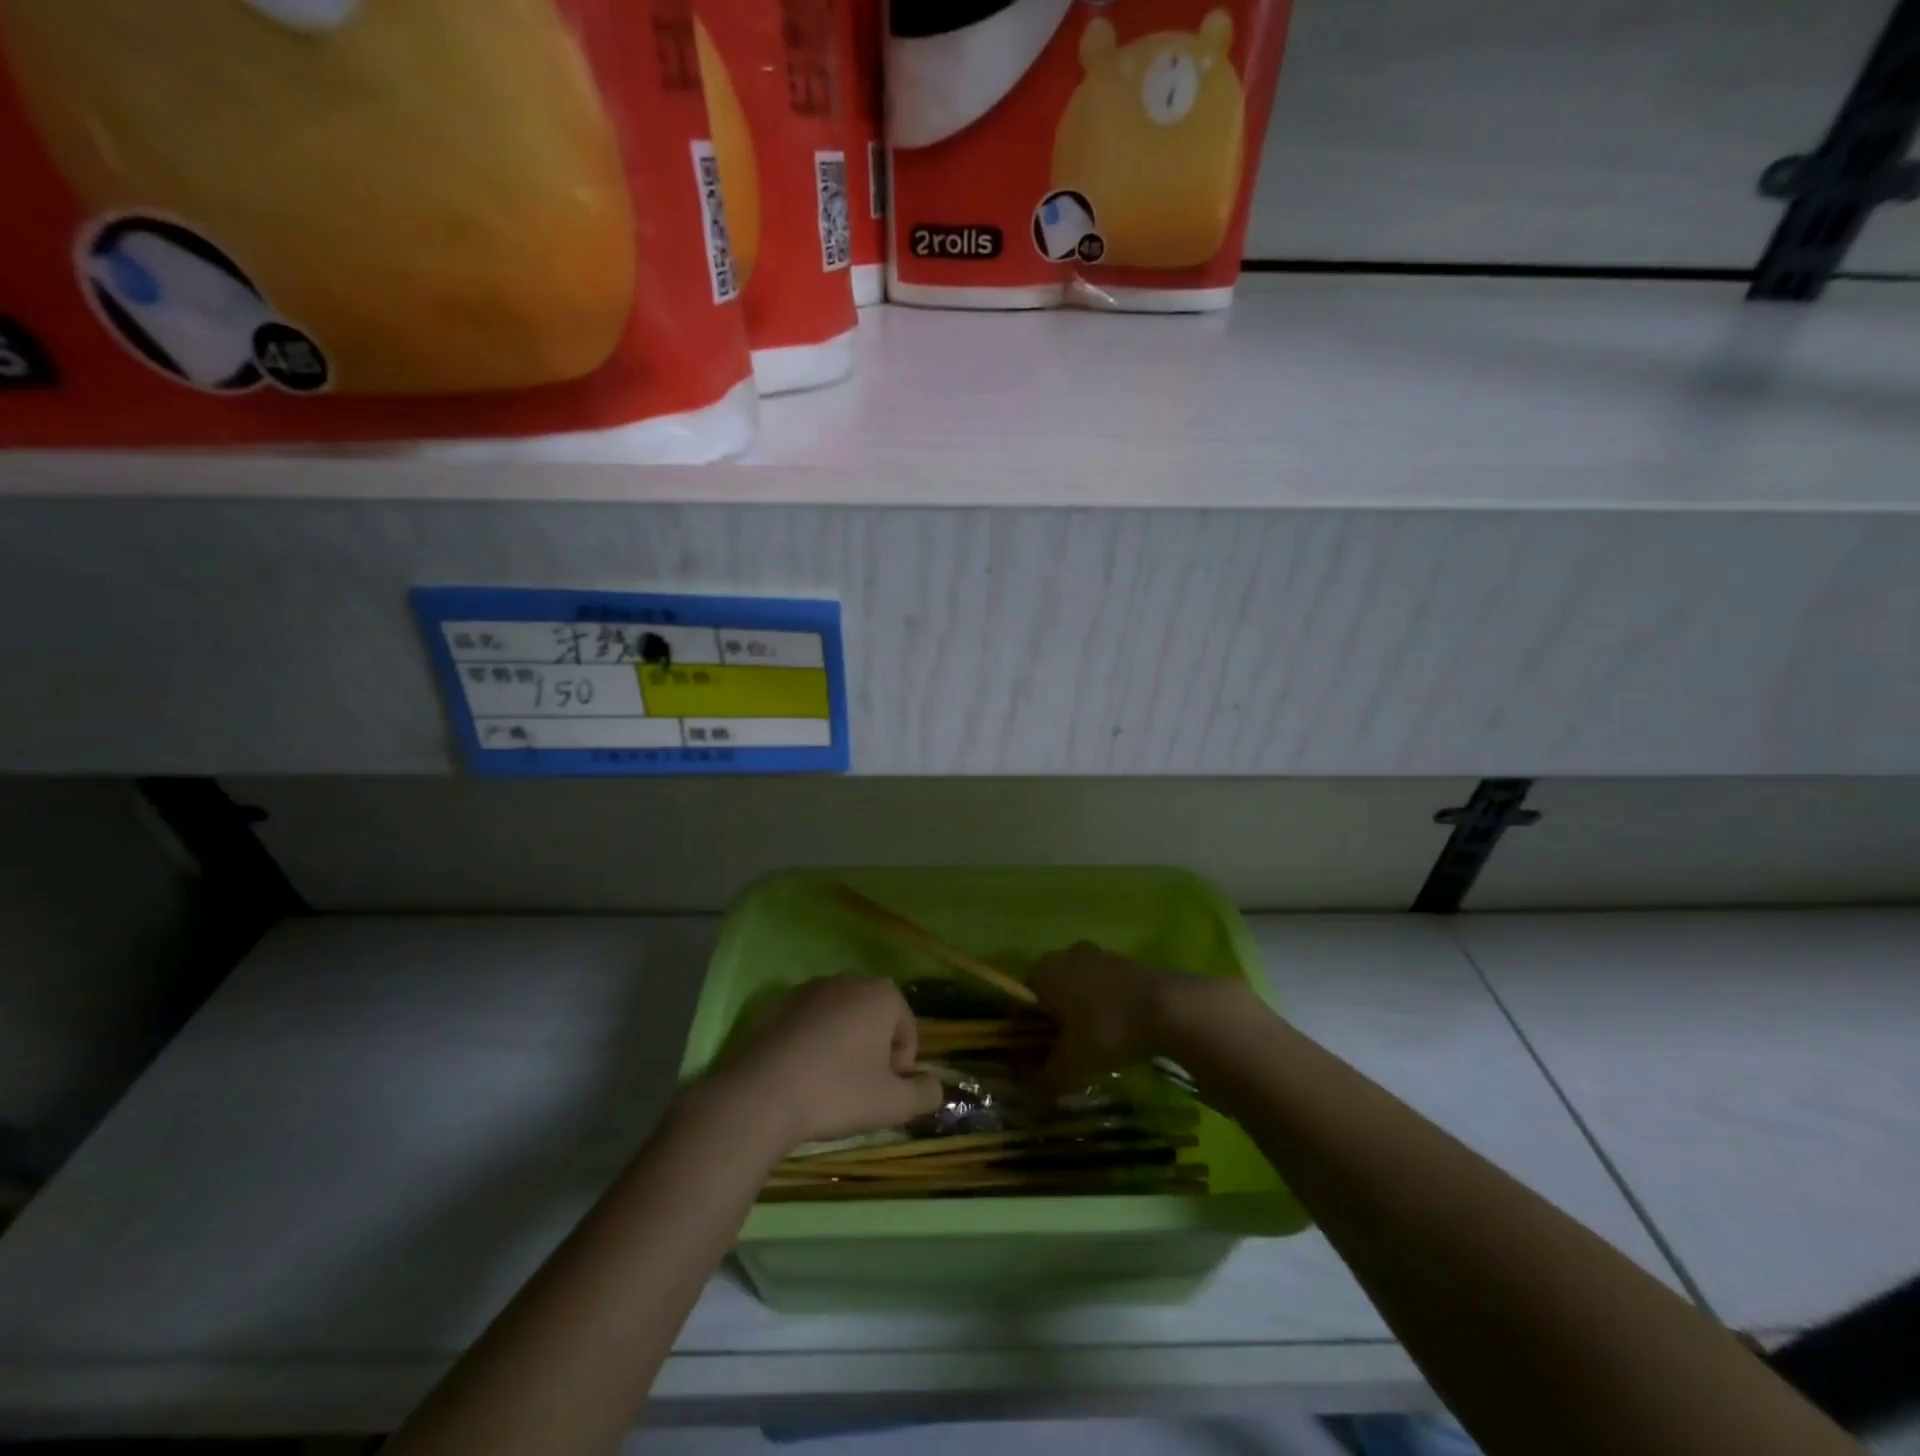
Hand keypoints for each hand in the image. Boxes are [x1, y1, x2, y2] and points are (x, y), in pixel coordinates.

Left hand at [710, 974, 943, 1151]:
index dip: (901, 1066)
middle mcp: (847, 980)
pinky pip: (807, 1023)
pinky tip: (800, 1076)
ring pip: (840, 1019)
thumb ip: (925, 1094)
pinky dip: (811, 1044)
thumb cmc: (836, 1092)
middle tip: (860, 1090)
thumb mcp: (893, 1104)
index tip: (885, 1093)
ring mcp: (808, 988)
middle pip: (874, 1019)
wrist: (759, 1094)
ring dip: (842, 1046)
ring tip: (828, 1085)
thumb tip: (935, 1087)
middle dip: (873, 1051)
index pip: (907, 1029)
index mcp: (881, 994)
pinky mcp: (776, 1003)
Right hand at [1028, 942, 1246, 1092]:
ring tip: (1092, 1048)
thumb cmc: (1107, 1028)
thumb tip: (1024, 1100)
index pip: (1022, 998)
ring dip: (1082, 1014)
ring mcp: (1101, 955)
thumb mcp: (1072, 1063)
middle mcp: (1067, 955)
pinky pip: (1107, 989)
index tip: (1034, 1056)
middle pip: (1052, 992)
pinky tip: (1118, 1034)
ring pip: (1081, 989)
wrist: (1170, 1008)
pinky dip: (1107, 1008)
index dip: (1025, 1029)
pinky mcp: (1129, 963)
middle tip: (1063, 1054)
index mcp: (1044, 970)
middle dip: (1055, 1021)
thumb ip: (1045, 1080)